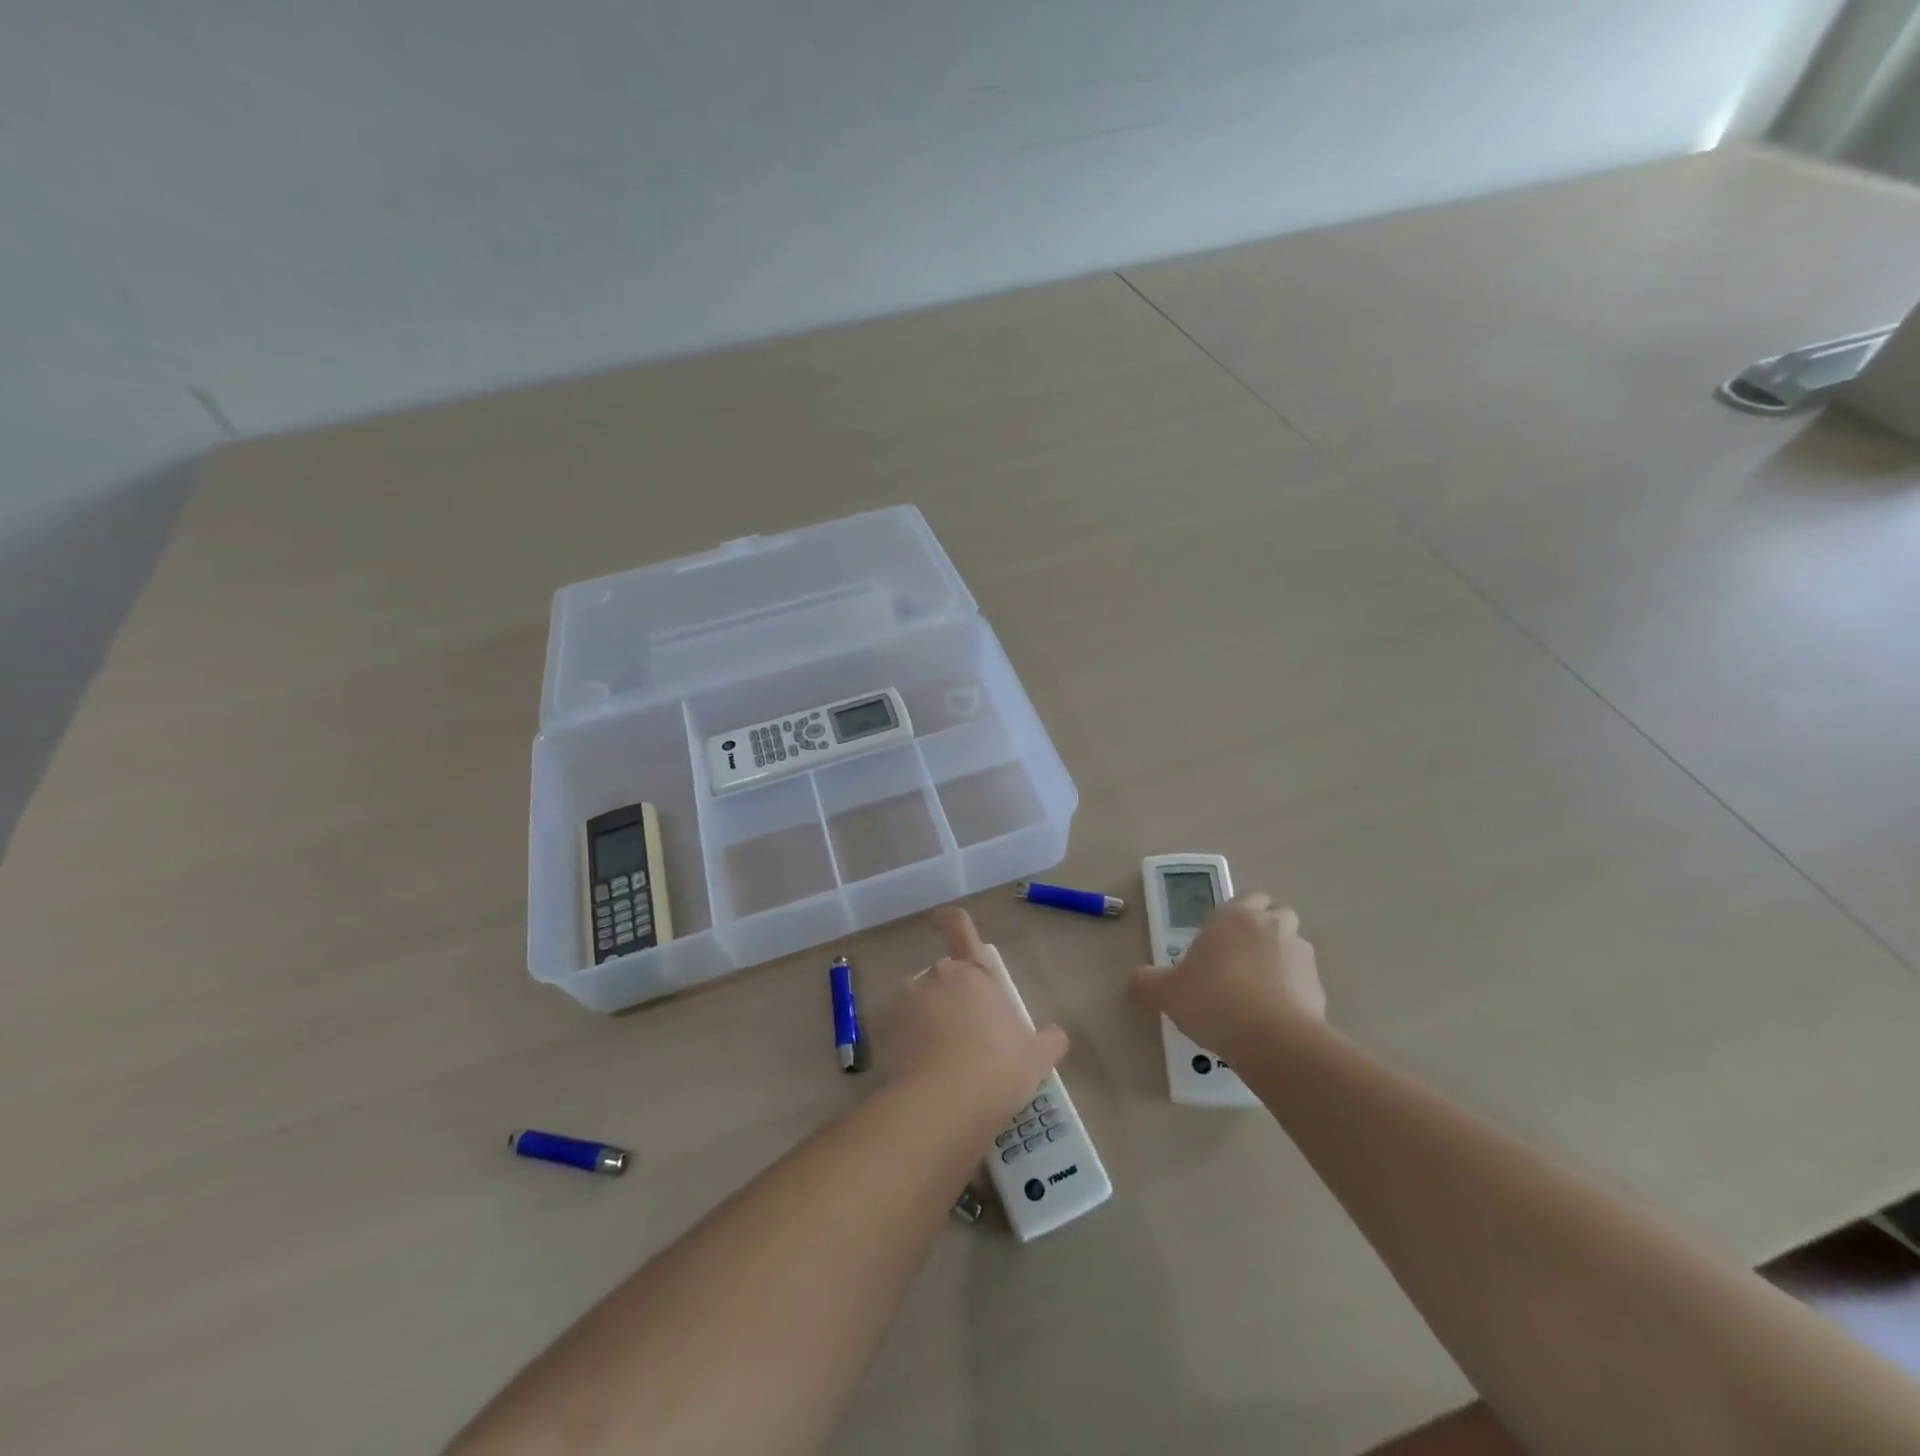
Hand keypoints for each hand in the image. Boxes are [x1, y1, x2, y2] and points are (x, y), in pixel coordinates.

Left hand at [885, 907, 1068, 1121]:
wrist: (945, 1104)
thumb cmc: (998, 1070)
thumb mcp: (1037, 1058)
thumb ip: (1049, 1040)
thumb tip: (1055, 1035)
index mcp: (976, 974)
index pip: (959, 927)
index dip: (950, 921)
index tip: (943, 924)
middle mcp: (939, 975)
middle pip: (942, 977)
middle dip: (949, 999)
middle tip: (964, 1037)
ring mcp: (907, 1000)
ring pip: (916, 1003)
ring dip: (924, 1021)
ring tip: (939, 1062)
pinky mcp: (883, 1028)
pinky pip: (895, 1029)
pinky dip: (904, 1044)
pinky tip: (919, 1074)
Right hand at [1129, 893, 1324, 1062]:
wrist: (1272, 1040)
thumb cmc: (1213, 999)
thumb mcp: (1165, 992)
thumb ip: (1147, 982)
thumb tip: (1138, 980)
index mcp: (1236, 916)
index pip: (1246, 898)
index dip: (1236, 916)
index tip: (1220, 940)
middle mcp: (1272, 926)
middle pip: (1276, 915)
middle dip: (1264, 931)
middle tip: (1240, 959)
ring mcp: (1301, 956)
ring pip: (1293, 947)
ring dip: (1280, 960)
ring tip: (1259, 990)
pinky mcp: (1319, 988)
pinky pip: (1304, 982)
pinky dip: (1293, 992)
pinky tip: (1273, 1016)